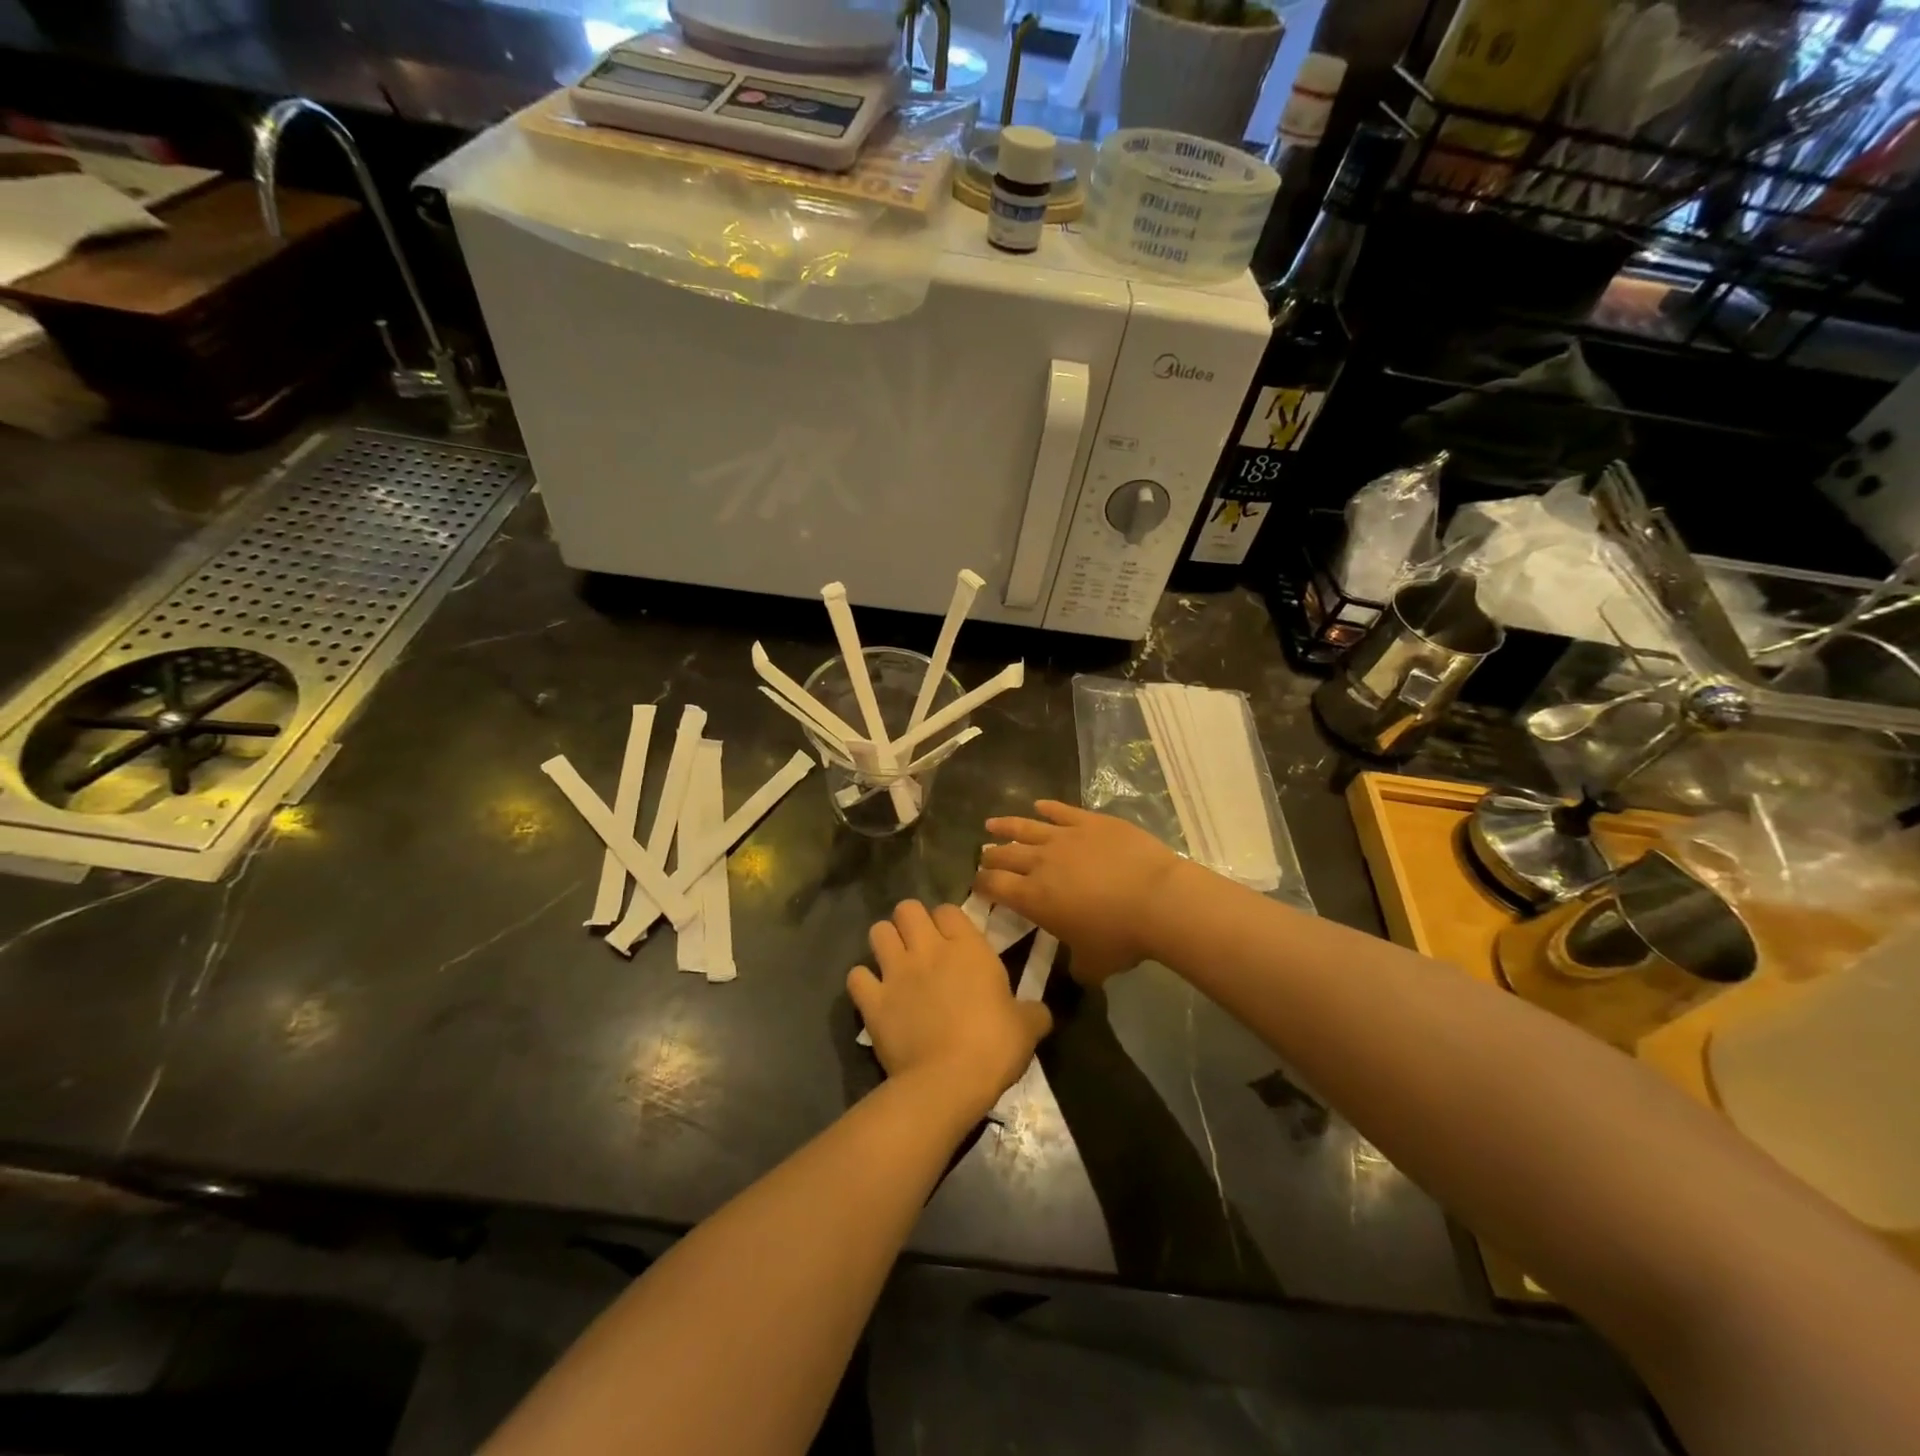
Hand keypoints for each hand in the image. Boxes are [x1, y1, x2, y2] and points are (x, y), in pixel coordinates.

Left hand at [848, 901, 1051, 1118]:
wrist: (948, 1082)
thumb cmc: (994, 1047)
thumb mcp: (1028, 1027)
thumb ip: (1033, 1011)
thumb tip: (1040, 1012)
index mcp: (967, 947)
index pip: (949, 909)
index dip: (948, 921)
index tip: (953, 940)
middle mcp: (928, 949)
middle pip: (907, 908)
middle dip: (910, 922)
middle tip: (919, 945)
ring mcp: (896, 972)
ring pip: (877, 932)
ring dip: (885, 943)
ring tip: (894, 962)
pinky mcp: (872, 1000)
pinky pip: (856, 976)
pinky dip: (863, 982)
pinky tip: (873, 994)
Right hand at [975, 801, 1181, 986]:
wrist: (1158, 900)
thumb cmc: (1121, 937)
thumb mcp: (1093, 964)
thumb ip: (1077, 966)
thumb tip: (1076, 971)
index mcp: (1033, 898)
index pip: (994, 886)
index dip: (981, 884)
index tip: (977, 883)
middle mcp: (1040, 863)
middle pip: (1005, 855)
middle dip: (990, 856)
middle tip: (984, 856)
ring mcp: (1065, 837)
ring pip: (1026, 827)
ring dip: (1006, 826)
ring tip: (992, 824)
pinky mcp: (1089, 821)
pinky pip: (1061, 811)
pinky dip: (1047, 808)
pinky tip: (1039, 805)